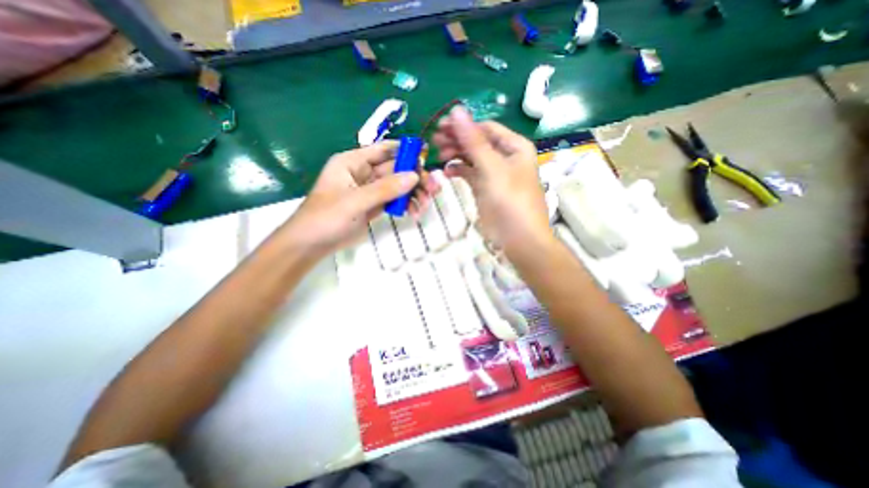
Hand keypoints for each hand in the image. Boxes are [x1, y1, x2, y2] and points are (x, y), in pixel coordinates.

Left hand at [281, 139, 436, 254]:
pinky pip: (395, 201)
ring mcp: (370, 190)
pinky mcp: (374, 206)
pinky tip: (415, 213)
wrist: (312, 244)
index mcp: (353, 162)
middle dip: (415, 178)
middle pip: (396, 169)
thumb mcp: (355, 201)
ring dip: (413, 194)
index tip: (426, 155)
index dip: (405, 150)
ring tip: (424, 205)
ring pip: (398, 186)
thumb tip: (414, 176)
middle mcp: (364, 173)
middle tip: (434, 189)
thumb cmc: (326, 217)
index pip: (383, 150)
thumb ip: (385, 189)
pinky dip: (406, 205)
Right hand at [432, 107, 549, 258]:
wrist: (518, 239)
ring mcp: (494, 174)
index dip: (463, 126)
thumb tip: (456, 110)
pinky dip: (459, 171)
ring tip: (438, 155)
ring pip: (472, 157)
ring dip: (456, 154)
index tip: (440, 127)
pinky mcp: (485, 189)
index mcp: (514, 147)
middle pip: (477, 141)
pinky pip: (470, 174)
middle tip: (434, 141)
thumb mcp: (492, 168)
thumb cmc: (510, 201)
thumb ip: (473, 141)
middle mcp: (505, 157)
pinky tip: (447, 172)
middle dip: (457, 140)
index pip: (485, 128)